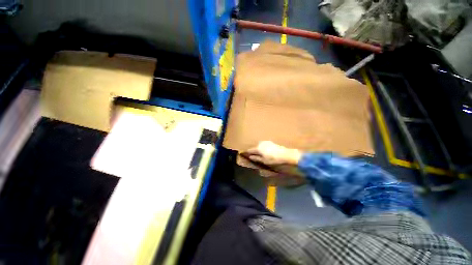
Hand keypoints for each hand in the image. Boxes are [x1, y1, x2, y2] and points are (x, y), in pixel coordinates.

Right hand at [241, 141, 304, 184]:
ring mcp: (266, 142)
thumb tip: (250, 157)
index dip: (247, 152)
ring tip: (257, 154)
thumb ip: (256, 158)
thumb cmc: (273, 159)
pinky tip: (264, 151)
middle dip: (252, 151)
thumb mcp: (264, 160)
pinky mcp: (270, 142)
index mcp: (258, 148)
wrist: (285, 154)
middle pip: (254, 147)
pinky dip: (262, 148)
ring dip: (257, 149)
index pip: (250, 150)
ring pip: (259, 146)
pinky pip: (263, 145)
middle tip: (251, 155)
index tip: (243, 154)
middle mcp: (261, 143)